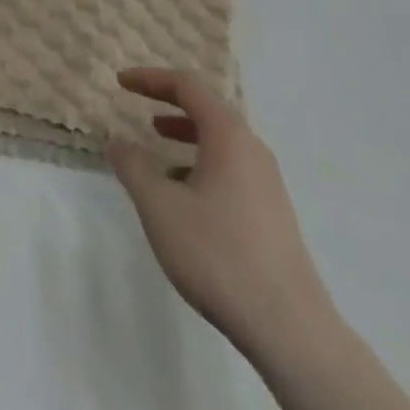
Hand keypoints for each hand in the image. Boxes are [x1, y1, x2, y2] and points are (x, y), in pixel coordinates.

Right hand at [110, 69, 334, 362]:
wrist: (290, 330)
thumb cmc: (219, 255)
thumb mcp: (160, 207)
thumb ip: (133, 167)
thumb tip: (119, 142)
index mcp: (228, 135)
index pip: (186, 86)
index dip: (150, 79)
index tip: (121, 82)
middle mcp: (252, 149)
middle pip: (207, 110)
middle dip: (169, 104)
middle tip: (139, 109)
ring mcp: (268, 182)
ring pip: (220, 142)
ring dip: (185, 136)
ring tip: (157, 149)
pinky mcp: (273, 213)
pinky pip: (231, 169)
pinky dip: (202, 164)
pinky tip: (185, 198)